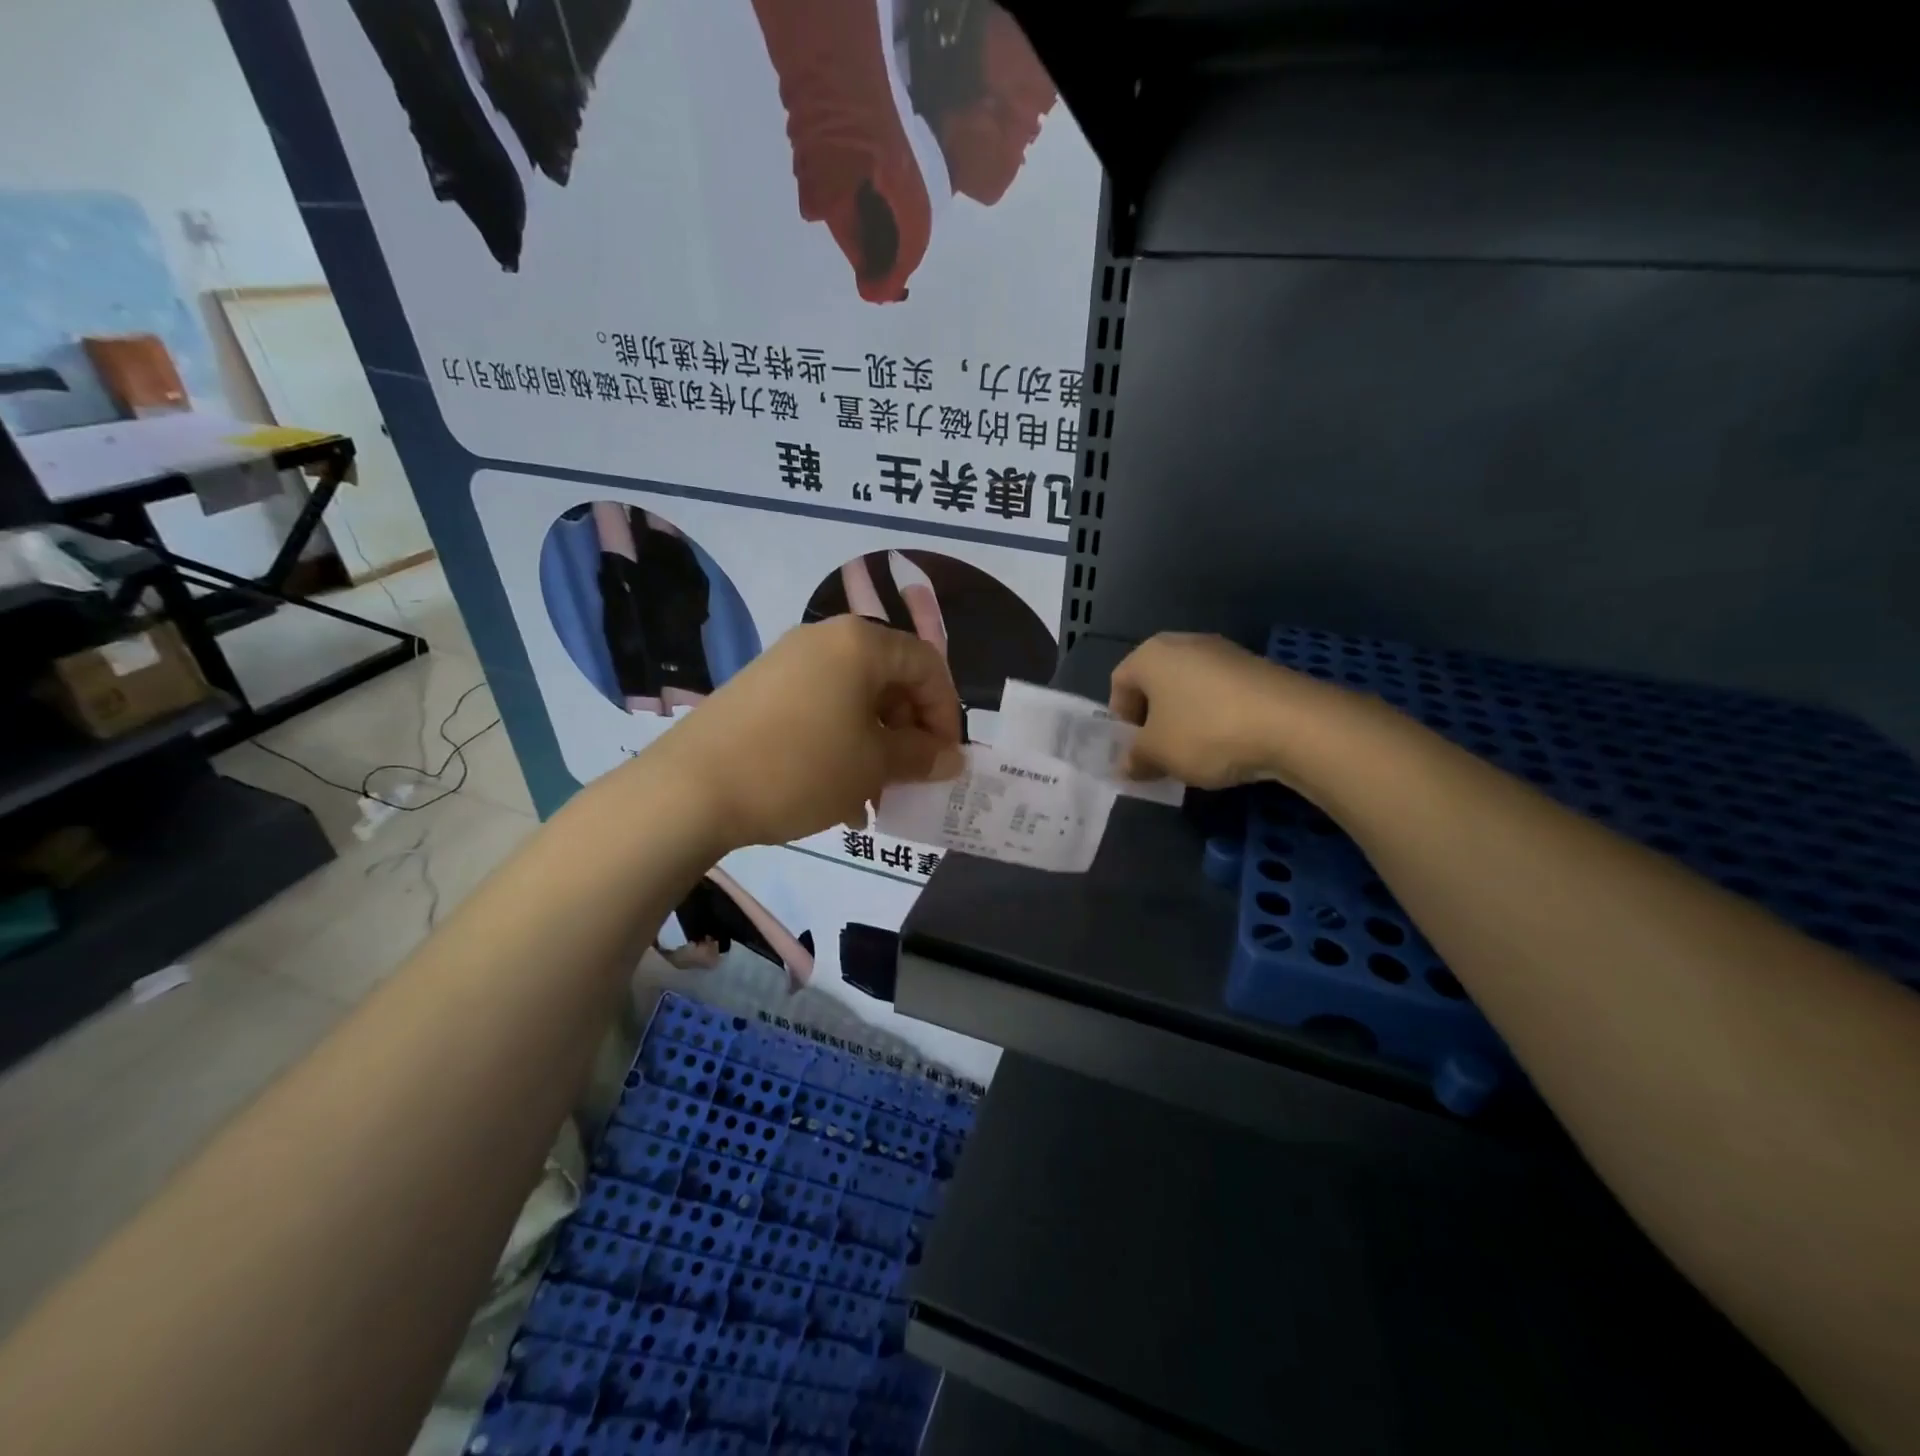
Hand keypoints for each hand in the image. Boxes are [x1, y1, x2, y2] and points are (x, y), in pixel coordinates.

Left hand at [651, 616, 963, 849]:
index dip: (946, 713)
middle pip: (889, 681)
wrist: (690, 790)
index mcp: (860, 643)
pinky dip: (839, 746)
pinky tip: (835, 797)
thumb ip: (921, 756)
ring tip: (872, 802)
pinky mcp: (759, 690)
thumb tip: (952, 757)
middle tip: (908, 782)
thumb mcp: (873, 766)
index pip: (927, 665)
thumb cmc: (800, 768)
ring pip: (853, 702)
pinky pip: (819, 711)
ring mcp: (786, 663)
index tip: (944, 761)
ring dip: (874, 748)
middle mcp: (824, 640)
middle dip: (908, 735)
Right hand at [1109, 632, 1342, 788]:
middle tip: (1160, 752)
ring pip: (1189, 688)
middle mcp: (1184, 643)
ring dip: (1184, 719)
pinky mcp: (1257, 668)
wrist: (1294, 724)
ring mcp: (1224, 652)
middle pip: (1155, 683)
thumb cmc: (1206, 732)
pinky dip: (1216, 716)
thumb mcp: (1159, 754)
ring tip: (1196, 753)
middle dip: (1153, 719)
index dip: (1120, 719)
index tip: (1134, 750)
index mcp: (1151, 654)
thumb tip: (1126, 766)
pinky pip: (1221, 693)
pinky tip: (1228, 744)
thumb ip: (1135, 759)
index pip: (1119, 682)